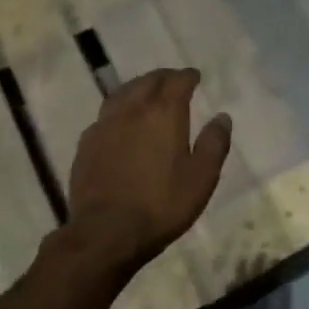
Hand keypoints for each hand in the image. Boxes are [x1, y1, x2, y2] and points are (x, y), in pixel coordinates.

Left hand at [65, 68, 231, 277]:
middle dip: (163, 77)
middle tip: (173, 80)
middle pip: (148, 81)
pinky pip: (106, 114)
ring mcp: (105, 125)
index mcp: (163, 113)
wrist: (106, 232)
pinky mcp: (87, 143)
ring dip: (138, 88)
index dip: (188, 76)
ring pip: (122, 93)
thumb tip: (222, 117)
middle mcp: (132, 110)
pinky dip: (119, 109)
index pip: (177, 81)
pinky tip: (121, 122)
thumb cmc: (161, 204)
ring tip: (147, 93)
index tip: (195, 76)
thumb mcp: (201, 178)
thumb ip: (214, 143)